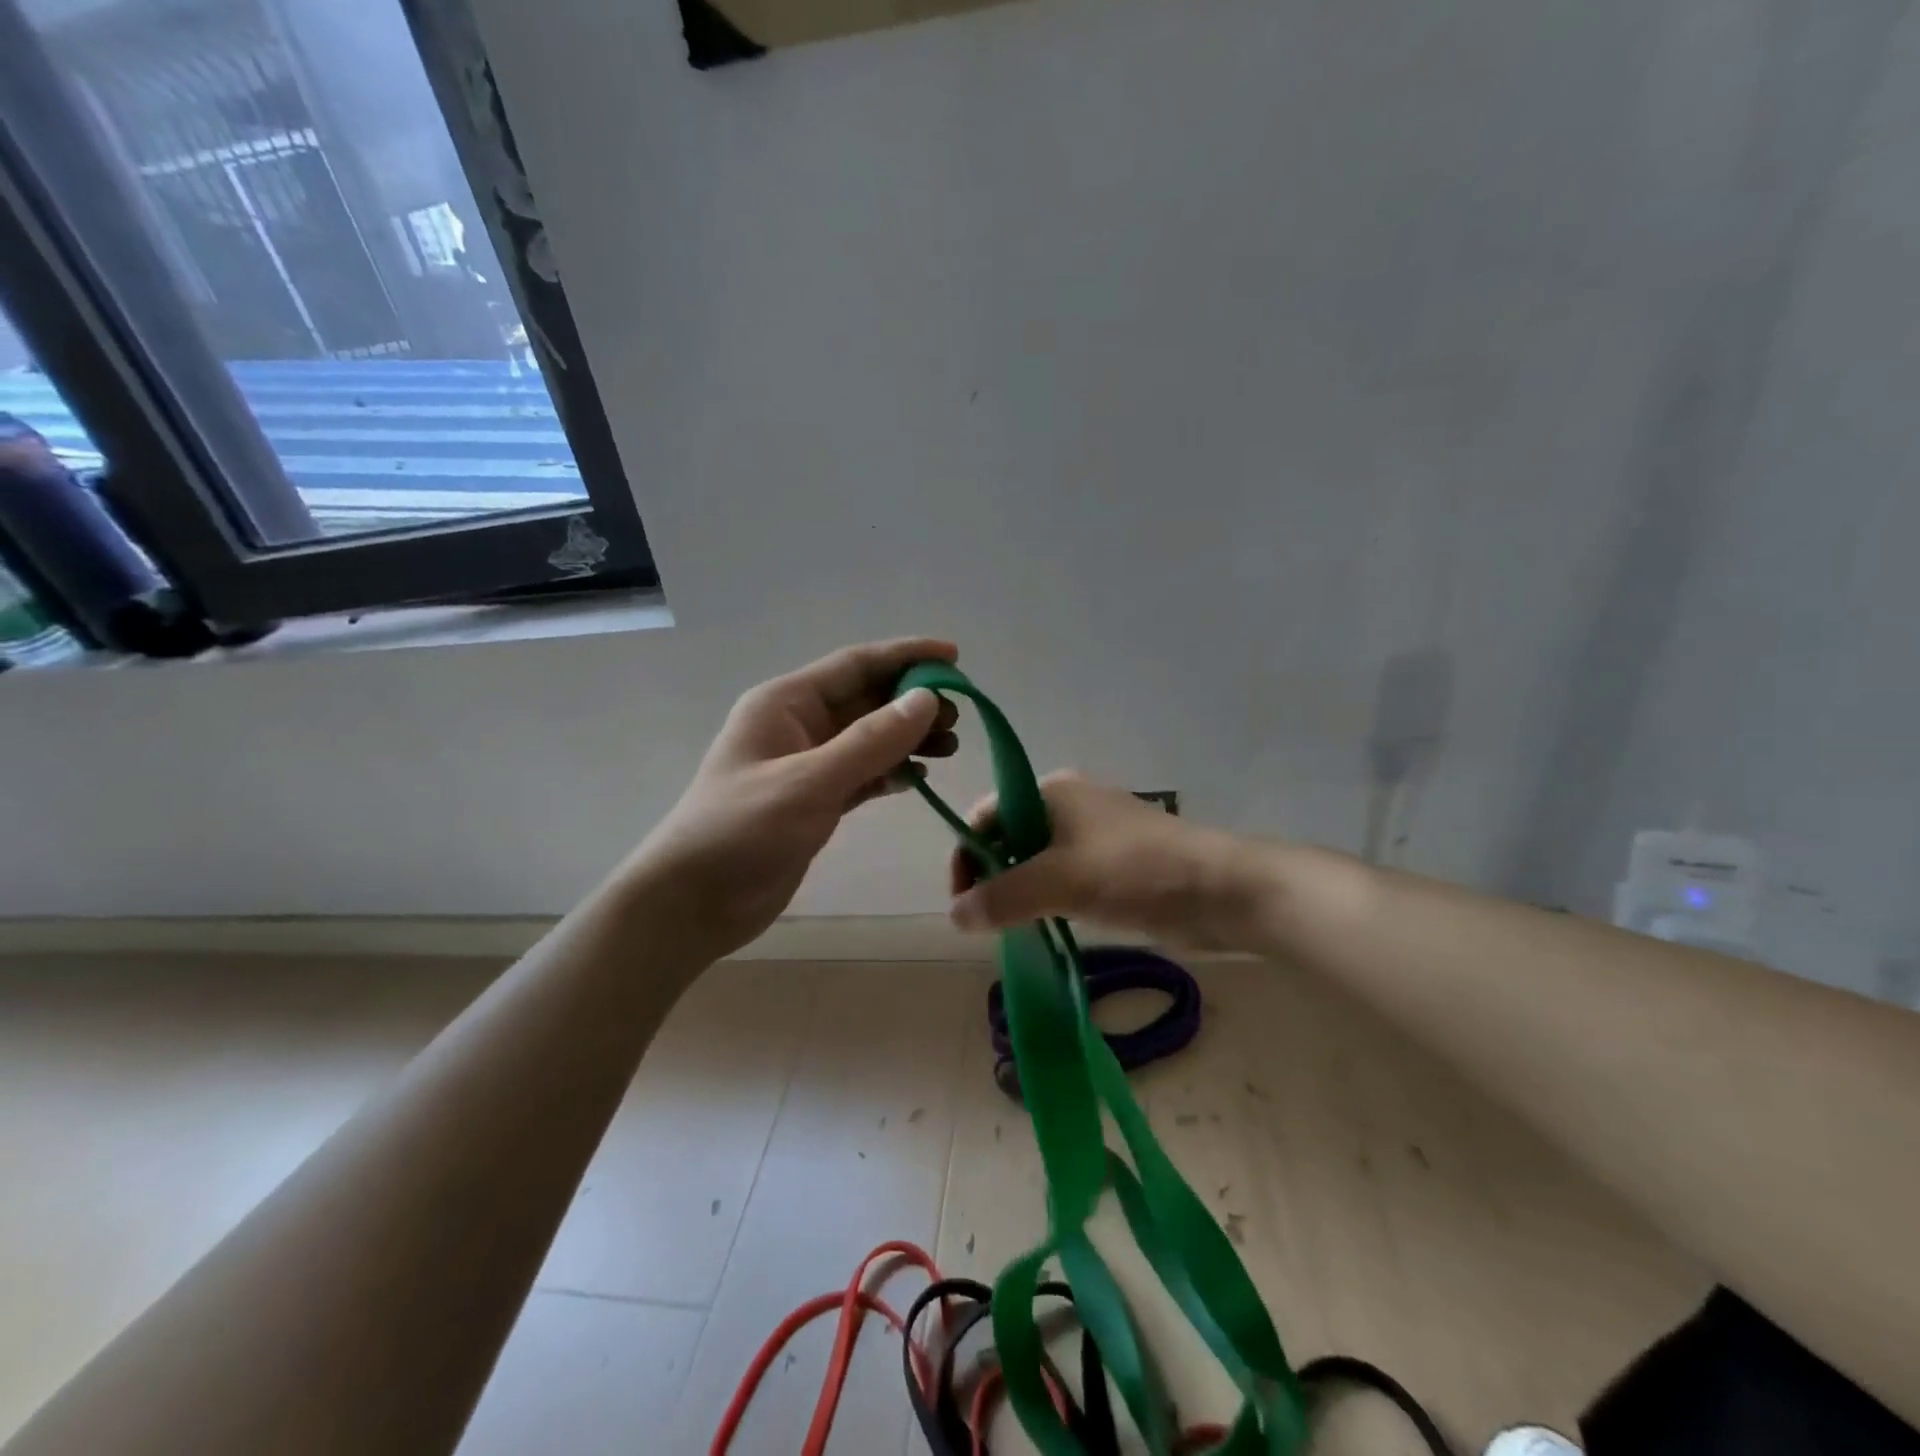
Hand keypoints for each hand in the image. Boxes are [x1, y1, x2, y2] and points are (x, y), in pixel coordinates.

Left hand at [627, 638, 959, 960]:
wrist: (692, 902)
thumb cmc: (741, 831)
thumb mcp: (810, 782)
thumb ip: (871, 741)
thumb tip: (927, 700)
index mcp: (786, 703)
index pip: (856, 664)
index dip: (906, 656)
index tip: (955, 658)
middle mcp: (797, 725)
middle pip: (867, 700)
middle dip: (914, 702)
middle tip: (961, 716)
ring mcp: (806, 765)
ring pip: (869, 738)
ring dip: (908, 737)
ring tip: (951, 746)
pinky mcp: (814, 801)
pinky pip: (863, 774)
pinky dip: (891, 772)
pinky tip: (920, 778)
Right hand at [947, 772, 1243, 947]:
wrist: (1221, 890)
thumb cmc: (1135, 871)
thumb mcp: (1060, 881)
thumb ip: (1002, 897)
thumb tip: (954, 915)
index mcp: (1050, 791)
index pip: (986, 815)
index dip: (966, 855)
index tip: (961, 903)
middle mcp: (1067, 805)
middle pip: (1008, 837)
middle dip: (991, 876)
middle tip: (985, 921)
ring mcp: (1093, 835)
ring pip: (1036, 861)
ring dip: (1018, 892)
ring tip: (1009, 929)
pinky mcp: (1113, 865)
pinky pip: (1063, 879)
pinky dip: (1047, 900)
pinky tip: (1045, 927)